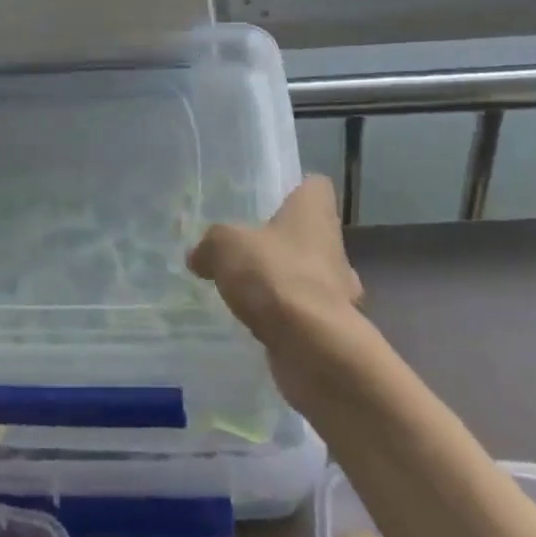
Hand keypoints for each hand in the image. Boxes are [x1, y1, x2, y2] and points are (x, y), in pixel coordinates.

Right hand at [187, 175, 361, 349]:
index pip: (315, 187)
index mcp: (315, 212)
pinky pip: (303, 313)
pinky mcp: (331, 329)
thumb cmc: (275, 276)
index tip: (269, 199)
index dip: (295, 189)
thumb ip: (210, 244)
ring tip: (245, 290)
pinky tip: (255, 323)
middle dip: (281, 241)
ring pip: (307, 275)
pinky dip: (283, 317)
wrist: (314, 349)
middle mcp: (333, 247)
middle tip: (245, 248)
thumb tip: (197, 256)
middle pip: (309, 233)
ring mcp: (338, 291)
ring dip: (282, 282)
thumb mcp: (226, 245)